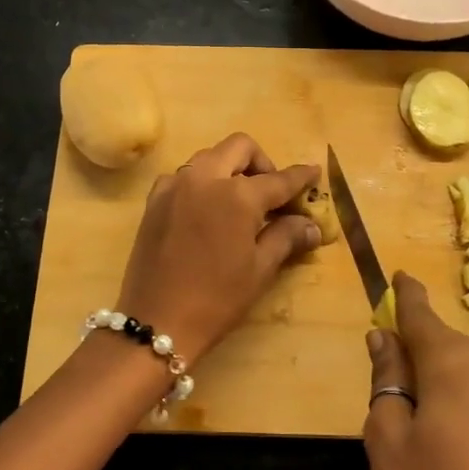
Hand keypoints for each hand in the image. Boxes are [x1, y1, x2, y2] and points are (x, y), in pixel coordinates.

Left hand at [115, 132, 321, 362]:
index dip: (300, 177)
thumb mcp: (259, 269)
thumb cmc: (217, 298)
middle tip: (271, 193)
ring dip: (230, 169)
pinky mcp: (154, 200)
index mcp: (237, 195)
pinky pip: (184, 176)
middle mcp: (205, 178)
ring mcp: (175, 186)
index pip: (278, 179)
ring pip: (209, 157)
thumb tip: (311, 226)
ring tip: (240, 203)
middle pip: (239, 148)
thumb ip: (286, 237)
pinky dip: (202, 182)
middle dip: (261, 162)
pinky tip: (208, 211)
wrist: (157, 321)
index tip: (314, 172)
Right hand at [362, 272, 468, 469]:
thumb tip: (384, 339)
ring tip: (412, 414)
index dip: (404, 295)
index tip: (396, 274)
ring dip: (434, 372)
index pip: (420, 314)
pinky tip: (443, 428)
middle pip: (440, 340)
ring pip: (460, 363)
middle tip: (385, 376)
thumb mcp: (388, 436)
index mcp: (452, 362)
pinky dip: (454, 390)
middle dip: (413, 346)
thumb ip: (386, 378)